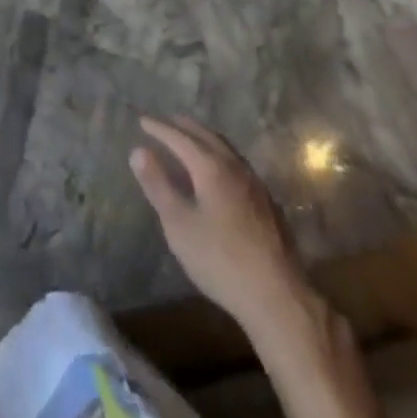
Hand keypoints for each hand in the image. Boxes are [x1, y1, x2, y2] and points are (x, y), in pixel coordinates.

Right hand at [131, 115, 309, 330]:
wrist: (279, 297)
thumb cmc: (221, 260)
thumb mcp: (179, 225)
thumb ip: (158, 185)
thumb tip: (138, 151)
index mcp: (211, 167)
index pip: (180, 138)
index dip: (159, 128)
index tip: (142, 120)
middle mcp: (235, 167)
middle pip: (206, 136)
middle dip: (184, 127)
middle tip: (166, 121)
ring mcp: (255, 184)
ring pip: (226, 149)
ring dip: (205, 139)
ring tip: (191, 141)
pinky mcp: (268, 204)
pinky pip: (237, 165)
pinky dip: (220, 156)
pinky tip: (219, 173)